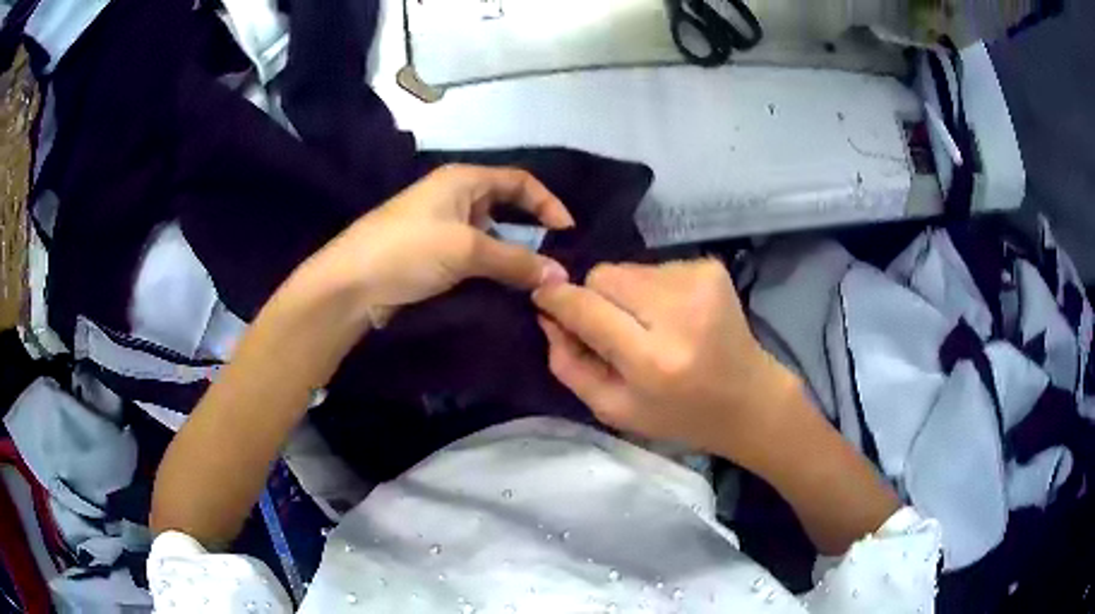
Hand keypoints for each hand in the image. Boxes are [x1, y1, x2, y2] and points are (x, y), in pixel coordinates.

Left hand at [301, 164, 572, 323]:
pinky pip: (474, 256)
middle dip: (532, 231)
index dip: (548, 202)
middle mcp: (455, 197)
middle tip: (556, 261)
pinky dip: (492, 268)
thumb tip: (561, 276)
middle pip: (506, 207)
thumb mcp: (466, 250)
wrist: (350, 285)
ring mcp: (441, 227)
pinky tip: (506, 288)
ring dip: (513, 255)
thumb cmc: (407, 251)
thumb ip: (516, 261)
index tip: (568, 233)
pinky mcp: (431, 255)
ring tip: (537, 280)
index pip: (519, 181)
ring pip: (490, 235)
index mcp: (463, 180)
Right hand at [533, 260, 804, 469]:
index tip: (543, 299)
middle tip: (614, 330)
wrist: (750, 399)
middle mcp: (678, 313)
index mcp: (653, 360)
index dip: (558, 299)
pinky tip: (674, 317)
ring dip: (626, 295)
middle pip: (603, 276)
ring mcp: (699, 283)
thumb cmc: (679, 415)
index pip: (586, 308)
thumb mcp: (614, 410)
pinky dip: (652, 289)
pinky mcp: (711, 268)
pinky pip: (654, 267)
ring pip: (627, 268)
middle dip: (596, 299)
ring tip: (650, 326)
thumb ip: (569, 365)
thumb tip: (547, 316)